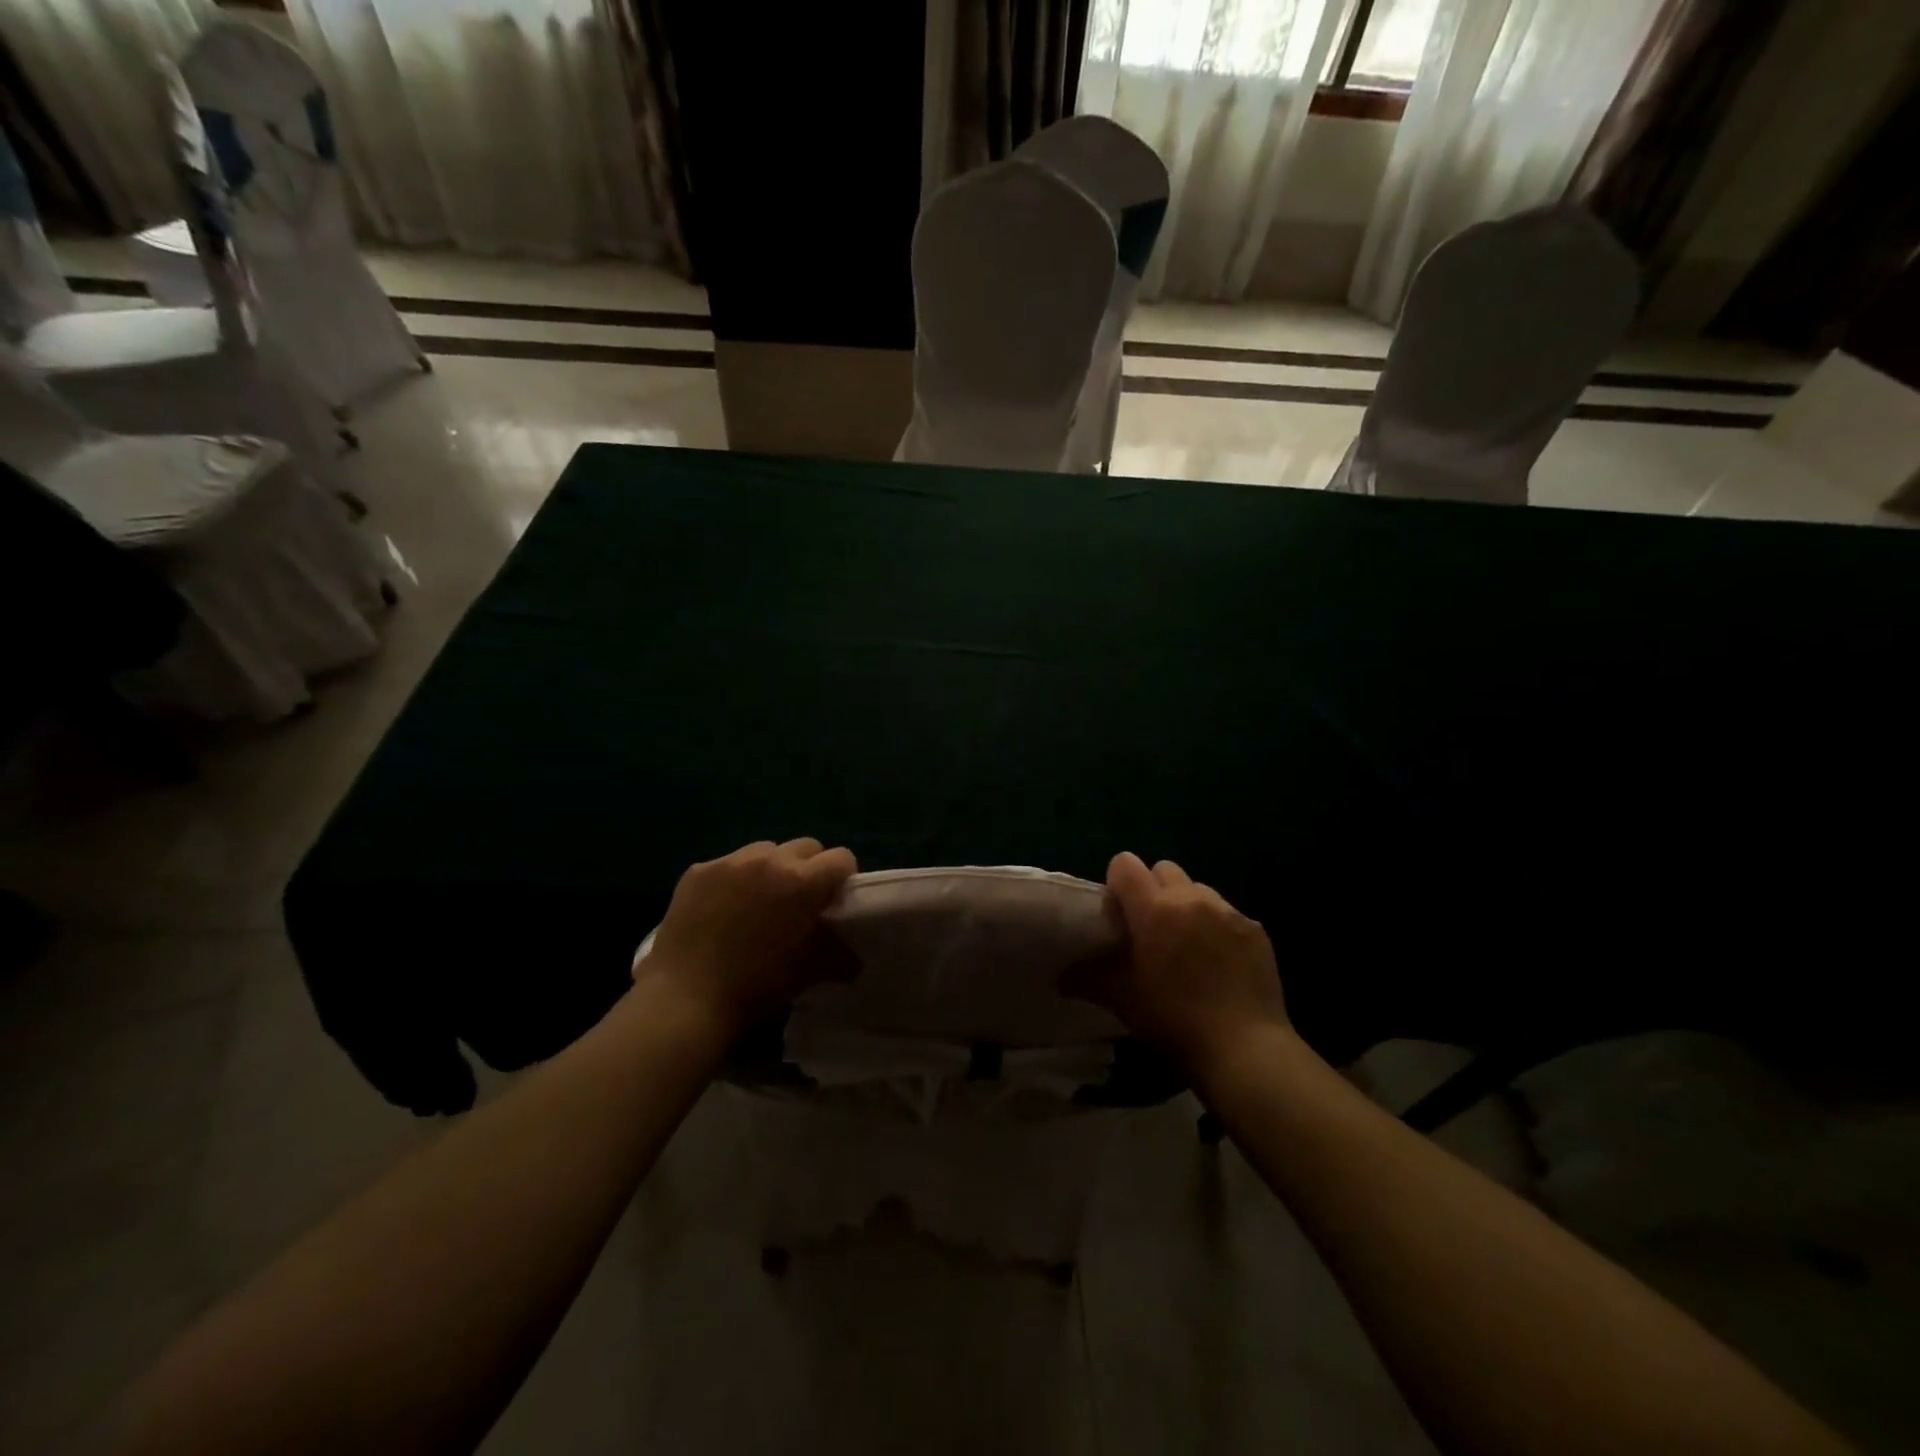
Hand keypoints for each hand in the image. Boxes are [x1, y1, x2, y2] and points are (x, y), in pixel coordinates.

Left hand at [638, 838, 857, 1033]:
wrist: (686, 1001)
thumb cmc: (757, 987)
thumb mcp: (808, 972)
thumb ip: (837, 954)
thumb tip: (852, 957)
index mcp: (803, 882)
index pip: (841, 858)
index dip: (842, 878)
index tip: (833, 900)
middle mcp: (769, 860)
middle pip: (805, 847)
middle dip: (808, 869)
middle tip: (798, 902)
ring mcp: (729, 862)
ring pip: (764, 850)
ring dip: (770, 869)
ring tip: (758, 903)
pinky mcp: (697, 872)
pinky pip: (727, 865)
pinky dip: (733, 880)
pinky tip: (721, 911)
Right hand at [1066, 852, 1286, 1073]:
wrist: (1244, 1048)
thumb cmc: (1173, 1019)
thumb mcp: (1122, 1000)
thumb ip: (1088, 978)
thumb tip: (1061, 976)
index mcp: (1154, 907)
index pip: (1125, 864)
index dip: (1117, 883)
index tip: (1119, 912)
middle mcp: (1191, 898)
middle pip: (1164, 869)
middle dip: (1153, 889)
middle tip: (1151, 928)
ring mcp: (1228, 912)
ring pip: (1198, 889)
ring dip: (1187, 906)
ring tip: (1188, 945)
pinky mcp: (1256, 930)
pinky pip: (1228, 914)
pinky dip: (1218, 928)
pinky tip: (1220, 964)